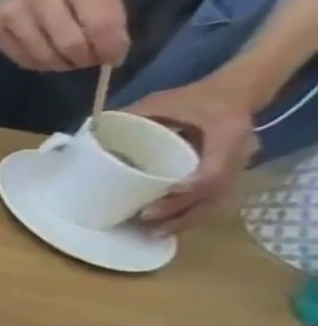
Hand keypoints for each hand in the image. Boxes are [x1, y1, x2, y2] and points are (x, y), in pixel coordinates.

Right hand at [0, 0, 129, 71]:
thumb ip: (108, 14)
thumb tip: (110, 52)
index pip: (99, 24)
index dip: (110, 46)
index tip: (115, 57)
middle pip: (69, 44)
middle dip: (85, 59)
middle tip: (90, 61)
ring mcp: (12, 15)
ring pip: (43, 55)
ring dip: (62, 65)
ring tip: (70, 62)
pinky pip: (20, 57)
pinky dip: (39, 63)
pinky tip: (48, 59)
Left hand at [124, 79, 260, 231]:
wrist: (233, 92)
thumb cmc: (191, 98)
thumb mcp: (161, 101)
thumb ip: (130, 115)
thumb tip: (86, 134)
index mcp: (227, 132)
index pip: (216, 165)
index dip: (194, 184)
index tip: (168, 193)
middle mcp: (240, 152)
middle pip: (216, 190)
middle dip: (182, 208)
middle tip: (146, 218)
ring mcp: (238, 165)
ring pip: (217, 199)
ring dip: (186, 218)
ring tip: (154, 232)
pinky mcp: (230, 173)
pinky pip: (215, 199)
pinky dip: (192, 214)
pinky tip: (169, 227)